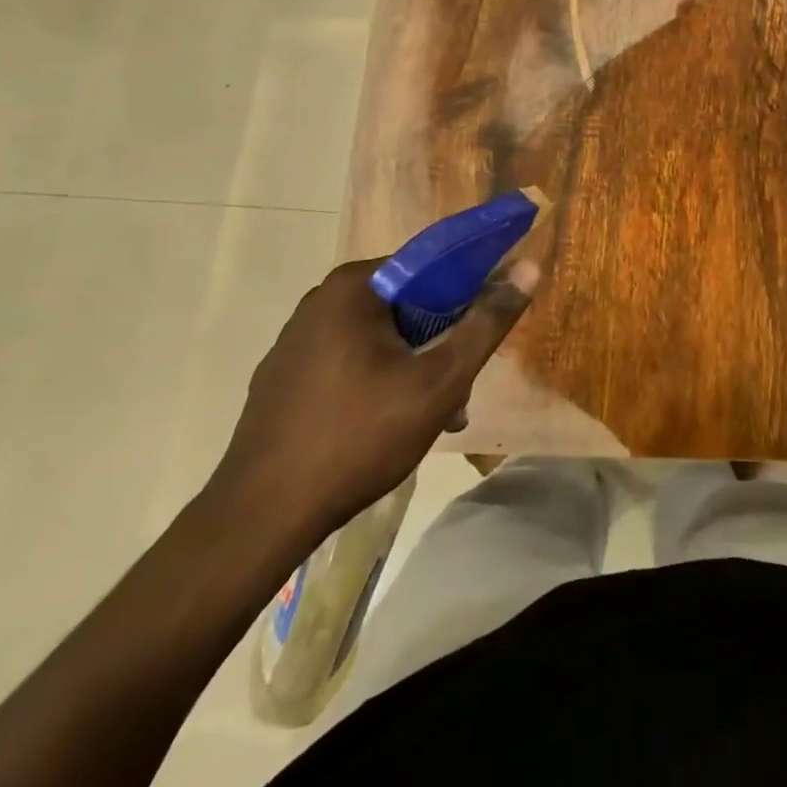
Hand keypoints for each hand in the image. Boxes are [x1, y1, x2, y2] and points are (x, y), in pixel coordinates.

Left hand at [207, 257, 539, 536]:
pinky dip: (381, 380)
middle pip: (408, 303)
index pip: (432, 265)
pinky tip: (392, 425)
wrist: (257, 521)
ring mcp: (296, 341)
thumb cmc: (358, 437)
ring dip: (416, 365)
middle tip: (461, 387)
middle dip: (442, 341)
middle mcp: (321, 301)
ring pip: (382, 336)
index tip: (486, 328)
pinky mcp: (284, 378)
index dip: (470, 290)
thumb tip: (529, 267)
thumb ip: (487, 323)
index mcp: (354, 287)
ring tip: (436, 415)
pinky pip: (351, 360)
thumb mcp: (439, 381)